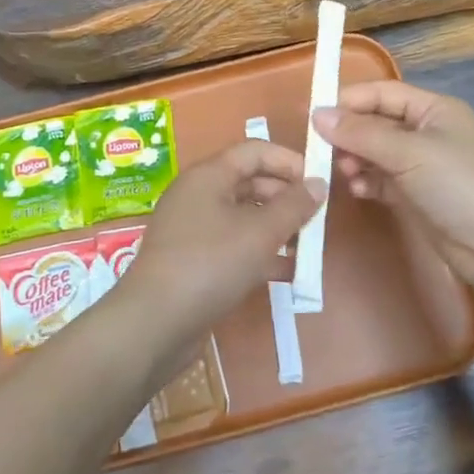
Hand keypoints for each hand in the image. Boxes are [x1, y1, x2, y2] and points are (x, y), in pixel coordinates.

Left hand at [114, 140, 325, 339]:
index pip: (255, 151)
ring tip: (308, 249)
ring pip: (244, 217)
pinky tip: (287, 274)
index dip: (289, 161)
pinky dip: (260, 253)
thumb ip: (293, 206)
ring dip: (276, 229)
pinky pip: (233, 245)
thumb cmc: (210, 264)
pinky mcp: (194, 260)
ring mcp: (194, 229)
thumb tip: (318, 183)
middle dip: (286, 198)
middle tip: (317, 220)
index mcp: (209, 175)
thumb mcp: (260, 233)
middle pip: (250, 183)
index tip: (319, 183)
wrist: (154, 323)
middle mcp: (199, 194)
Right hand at [312, 81, 473, 304]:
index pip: (383, 93)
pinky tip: (357, 191)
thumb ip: (361, 133)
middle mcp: (428, 132)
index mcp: (434, 109)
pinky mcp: (419, 197)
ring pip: (377, 153)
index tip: (315, 115)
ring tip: (343, 174)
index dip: (350, 100)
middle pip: (378, 123)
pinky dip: (368, 182)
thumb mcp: (408, 152)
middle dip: (350, 134)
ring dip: (356, 160)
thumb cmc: (458, 185)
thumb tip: (316, 114)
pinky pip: (383, 180)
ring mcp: (424, 166)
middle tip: (322, 150)